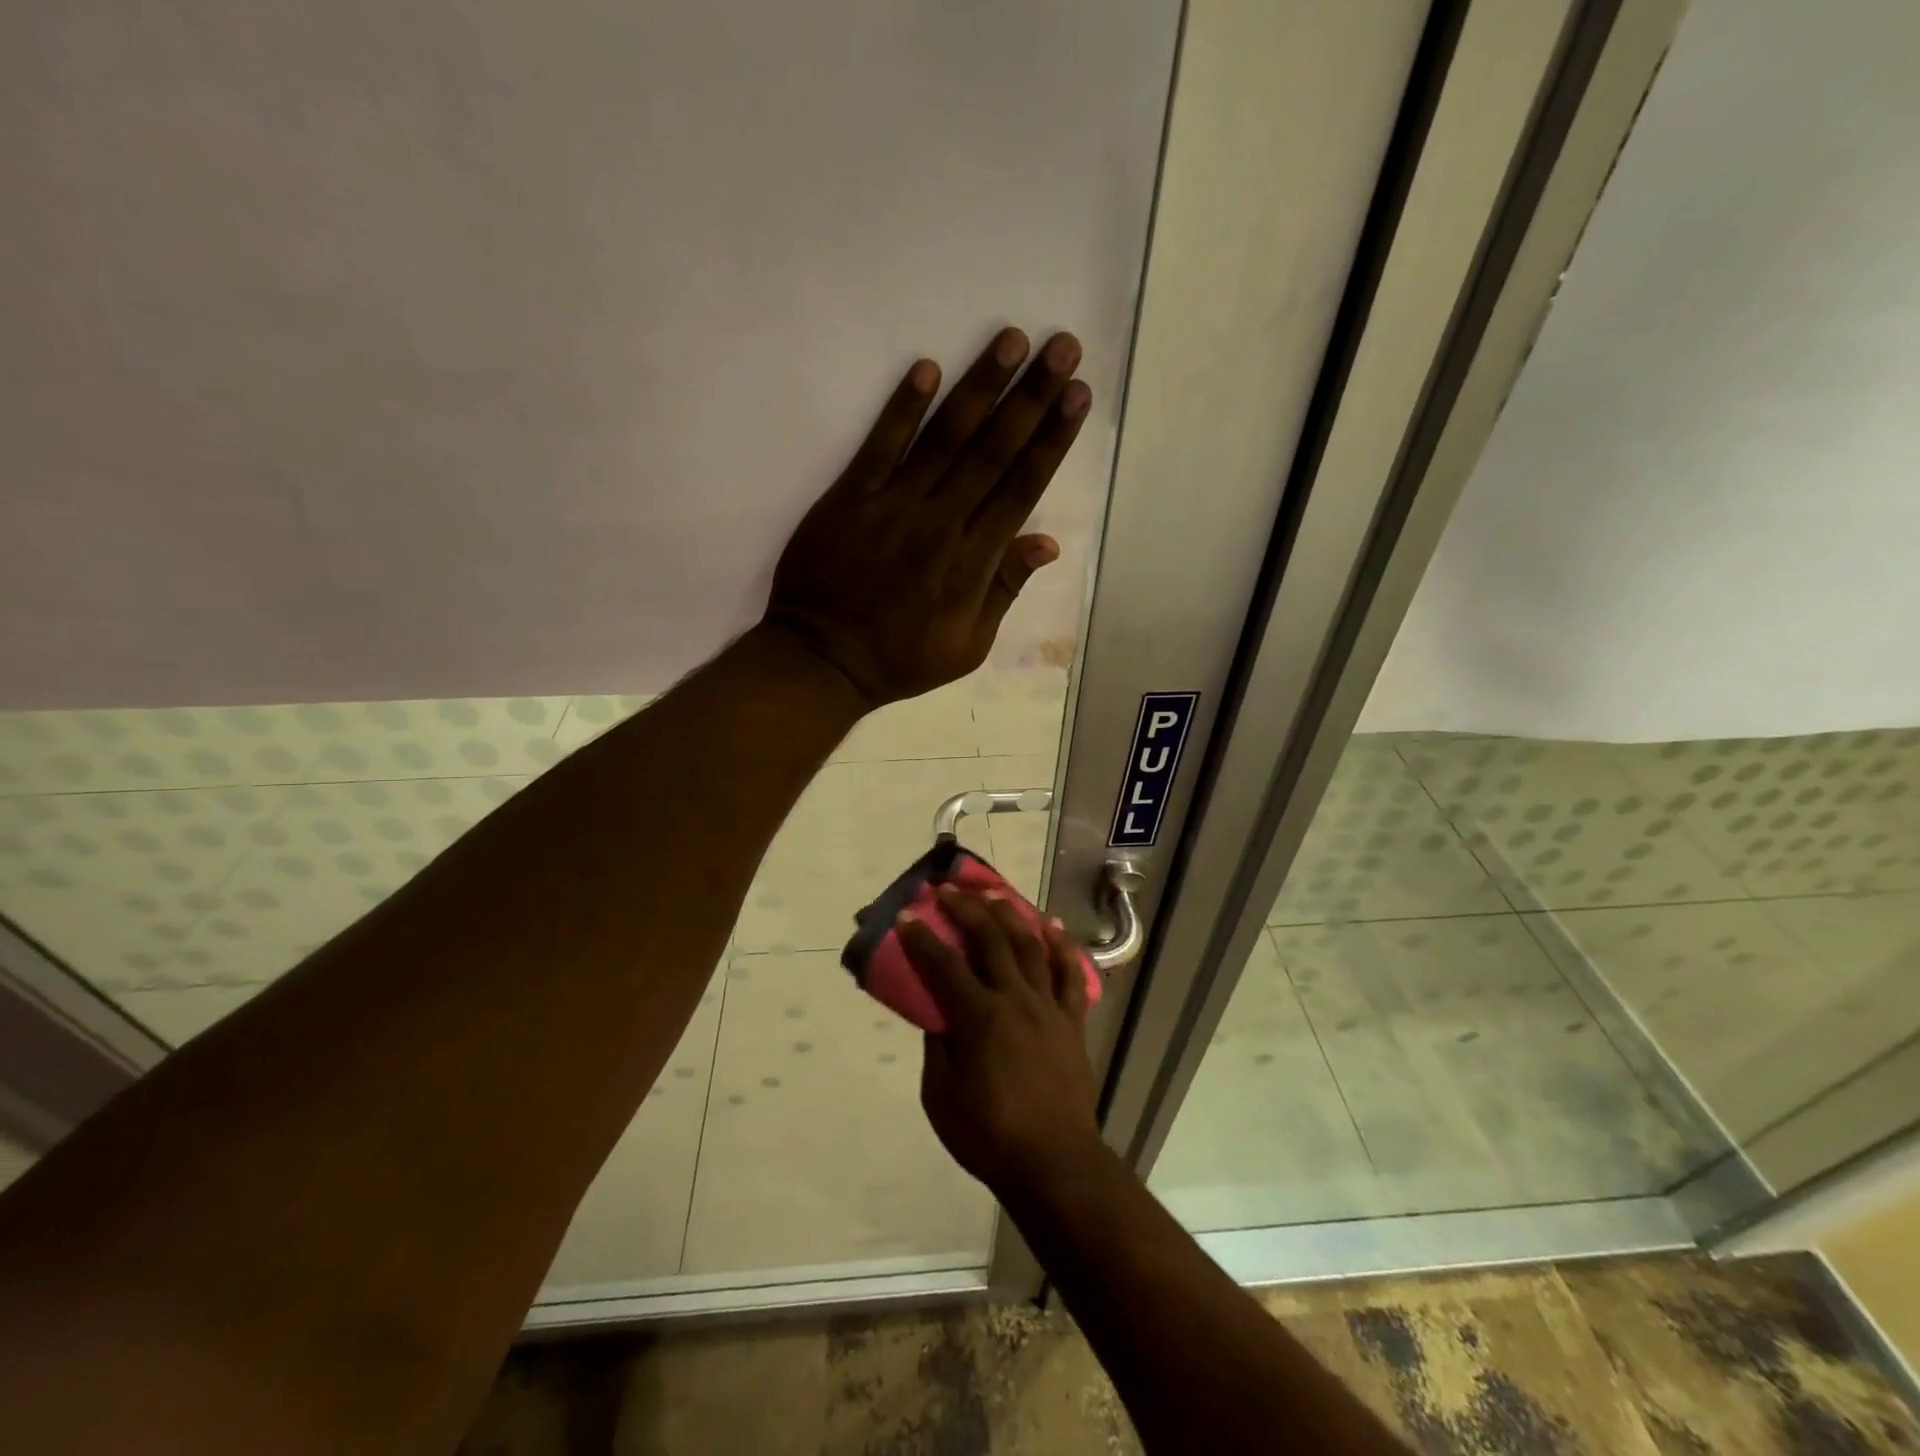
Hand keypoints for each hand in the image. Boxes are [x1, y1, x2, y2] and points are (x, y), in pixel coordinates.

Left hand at [765, 328, 1090, 706]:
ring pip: (944, 440)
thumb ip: (1004, 590)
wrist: (823, 660)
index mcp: (973, 562)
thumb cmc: (900, 658)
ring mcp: (893, 507)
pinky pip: (879, 448)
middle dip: (1031, 398)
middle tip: (1062, 347)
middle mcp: (941, 524)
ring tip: (1011, 340)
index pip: (1021, 488)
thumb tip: (1047, 543)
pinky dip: (902, 409)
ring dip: (979, 387)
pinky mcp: (850, 499)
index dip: (1052, 439)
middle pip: (992, 452)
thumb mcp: (967, 646)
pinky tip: (927, 368)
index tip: (1078, 394)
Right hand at [900, 885, 1102, 1197]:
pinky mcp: (1072, 1020)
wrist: (1054, 1162)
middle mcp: (1015, 1000)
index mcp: (979, 1018)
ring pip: (1030, 946)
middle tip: (948, 890)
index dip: (922, 938)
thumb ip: (938, 1046)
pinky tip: (1052, 926)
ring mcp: (1048, 1006)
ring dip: (1010, 915)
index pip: (944, 965)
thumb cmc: (989, 1135)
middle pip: (990, 940)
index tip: (906, 915)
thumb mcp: (941, 1096)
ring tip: (994, 895)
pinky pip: (1070, 974)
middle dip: (966, 909)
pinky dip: (1062, 946)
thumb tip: (937, 1013)